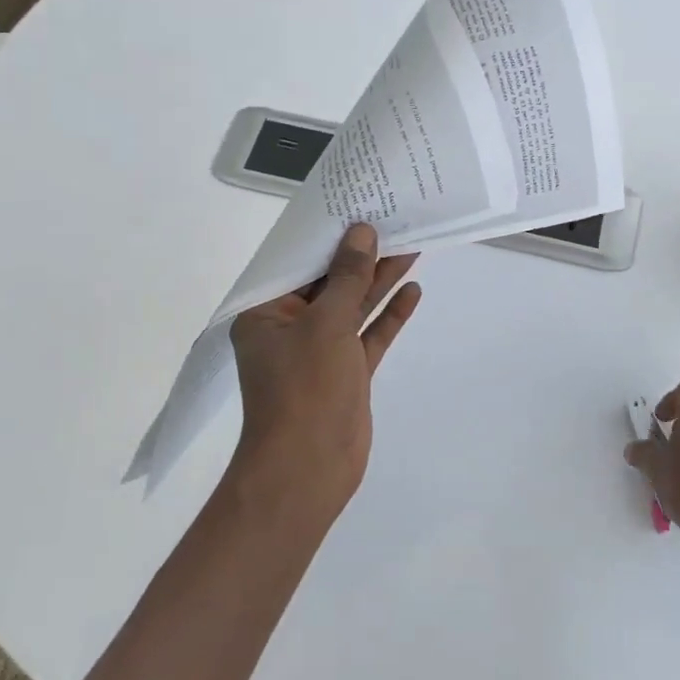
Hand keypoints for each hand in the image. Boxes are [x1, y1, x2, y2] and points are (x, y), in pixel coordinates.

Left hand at [228, 223, 421, 522]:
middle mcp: (290, 327)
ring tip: (411, 245)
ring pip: (353, 307)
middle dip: (360, 255)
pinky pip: (369, 336)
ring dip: (379, 280)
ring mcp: (320, 352)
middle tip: (393, 221)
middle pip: (329, 282)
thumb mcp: (326, 325)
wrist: (308, 471)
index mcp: (266, 312)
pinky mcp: (346, 373)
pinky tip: (413, 291)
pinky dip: (389, 316)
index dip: (328, 235)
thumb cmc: (305, 389)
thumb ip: (348, 278)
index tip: (356, 207)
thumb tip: (361, 232)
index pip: (298, 263)